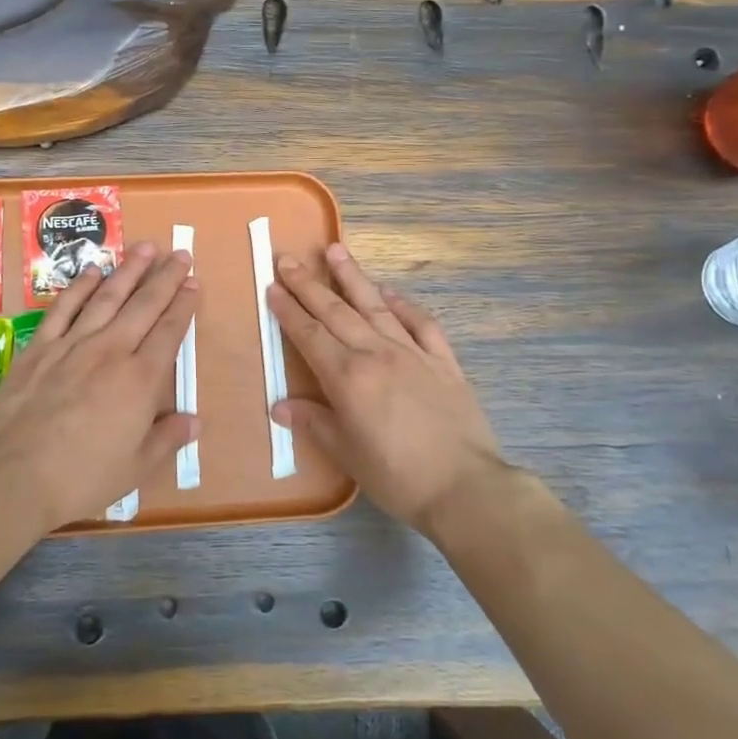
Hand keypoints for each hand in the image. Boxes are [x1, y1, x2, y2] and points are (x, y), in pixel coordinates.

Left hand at [0, 243, 197, 531]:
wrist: (13, 474)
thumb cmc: (81, 477)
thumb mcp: (135, 468)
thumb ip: (167, 439)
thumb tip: (195, 421)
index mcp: (140, 380)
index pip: (169, 332)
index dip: (184, 305)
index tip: (194, 283)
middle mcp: (111, 351)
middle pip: (144, 305)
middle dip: (165, 278)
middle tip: (180, 253)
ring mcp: (73, 344)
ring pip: (107, 297)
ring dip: (128, 270)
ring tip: (144, 248)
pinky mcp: (40, 347)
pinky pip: (64, 308)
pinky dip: (79, 287)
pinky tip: (92, 271)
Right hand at [268, 243, 507, 534]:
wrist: (466, 488)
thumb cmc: (398, 477)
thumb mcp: (347, 455)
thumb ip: (314, 423)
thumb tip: (279, 405)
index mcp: (348, 377)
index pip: (309, 335)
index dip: (288, 310)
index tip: (272, 287)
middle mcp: (377, 354)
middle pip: (336, 311)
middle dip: (308, 284)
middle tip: (288, 259)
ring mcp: (413, 353)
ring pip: (375, 305)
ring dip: (352, 277)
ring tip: (334, 250)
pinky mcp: (443, 361)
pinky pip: (420, 323)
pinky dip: (403, 304)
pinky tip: (389, 291)